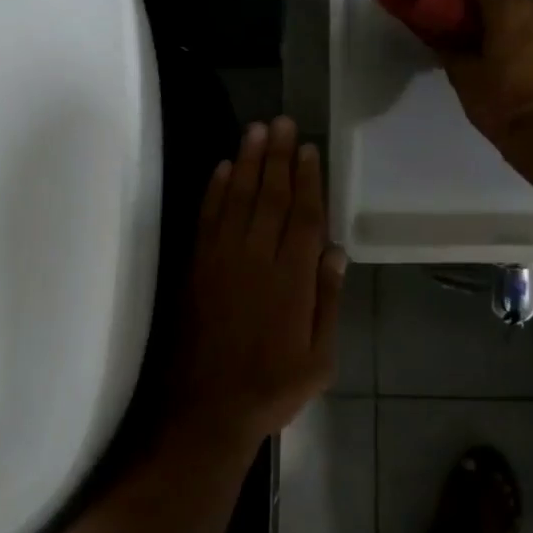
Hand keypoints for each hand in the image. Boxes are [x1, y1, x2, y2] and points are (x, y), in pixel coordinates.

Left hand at [175, 117, 344, 451]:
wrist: (207, 410)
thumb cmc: (273, 386)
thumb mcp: (320, 357)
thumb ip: (328, 302)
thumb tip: (335, 253)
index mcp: (293, 279)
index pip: (304, 216)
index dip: (308, 180)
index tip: (309, 149)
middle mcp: (258, 259)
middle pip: (271, 197)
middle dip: (278, 157)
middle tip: (282, 122)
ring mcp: (222, 260)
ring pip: (239, 199)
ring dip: (249, 162)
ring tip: (256, 130)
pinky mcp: (197, 267)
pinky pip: (208, 218)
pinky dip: (216, 191)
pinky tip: (223, 168)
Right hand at [439, 0, 532, 145]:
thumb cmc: (501, 101)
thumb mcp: (464, 77)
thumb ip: (449, 49)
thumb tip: (439, 37)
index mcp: (509, 6)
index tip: (444, 4)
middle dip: (485, 9)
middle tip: (467, 30)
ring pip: (527, 14)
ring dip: (509, 24)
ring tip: (494, 48)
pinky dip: (529, 38)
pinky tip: (518, 61)